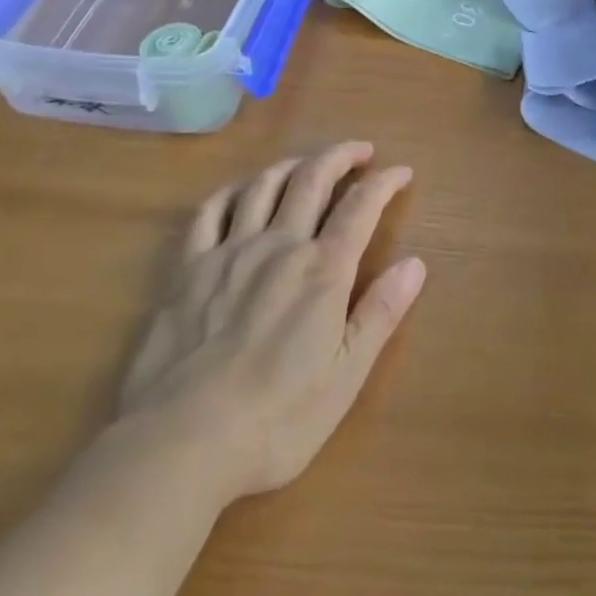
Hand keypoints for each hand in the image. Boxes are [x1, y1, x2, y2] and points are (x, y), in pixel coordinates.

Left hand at [117, 141, 425, 505]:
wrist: (179, 445)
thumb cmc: (275, 419)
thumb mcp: (345, 376)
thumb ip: (380, 313)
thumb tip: (416, 263)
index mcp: (323, 270)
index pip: (361, 206)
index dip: (385, 182)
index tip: (401, 171)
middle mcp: (280, 245)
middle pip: (313, 178)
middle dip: (341, 155)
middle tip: (360, 150)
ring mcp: (229, 252)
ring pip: (264, 185)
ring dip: (292, 165)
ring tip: (306, 165)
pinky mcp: (188, 269)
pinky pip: (210, 212)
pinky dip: (232, 192)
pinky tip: (240, 194)